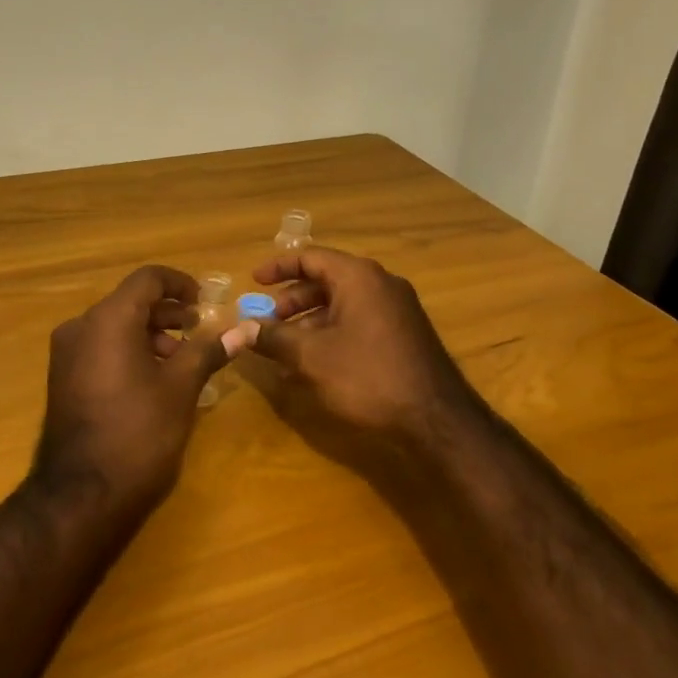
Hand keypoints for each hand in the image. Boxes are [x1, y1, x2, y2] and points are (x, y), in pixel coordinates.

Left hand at [32, 266, 240, 519]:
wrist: (81, 496)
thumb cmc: (138, 433)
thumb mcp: (180, 389)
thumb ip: (208, 351)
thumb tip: (243, 330)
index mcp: (108, 319)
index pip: (147, 279)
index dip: (180, 283)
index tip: (205, 303)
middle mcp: (81, 326)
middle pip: (130, 301)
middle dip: (168, 313)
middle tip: (198, 333)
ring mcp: (66, 353)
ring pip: (114, 326)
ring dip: (150, 334)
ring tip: (180, 361)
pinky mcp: (62, 378)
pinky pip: (100, 348)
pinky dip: (128, 350)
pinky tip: (153, 380)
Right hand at [233, 246, 478, 479]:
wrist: (437, 420)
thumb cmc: (368, 377)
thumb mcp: (311, 357)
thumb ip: (273, 338)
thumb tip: (240, 329)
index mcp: (358, 277)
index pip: (310, 256)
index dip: (278, 267)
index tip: (254, 281)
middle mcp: (380, 284)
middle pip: (325, 281)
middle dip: (291, 302)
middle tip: (266, 322)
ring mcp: (396, 309)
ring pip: (341, 305)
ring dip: (309, 323)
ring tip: (284, 351)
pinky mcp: (404, 335)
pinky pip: (358, 322)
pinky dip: (332, 334)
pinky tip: (314, 366)